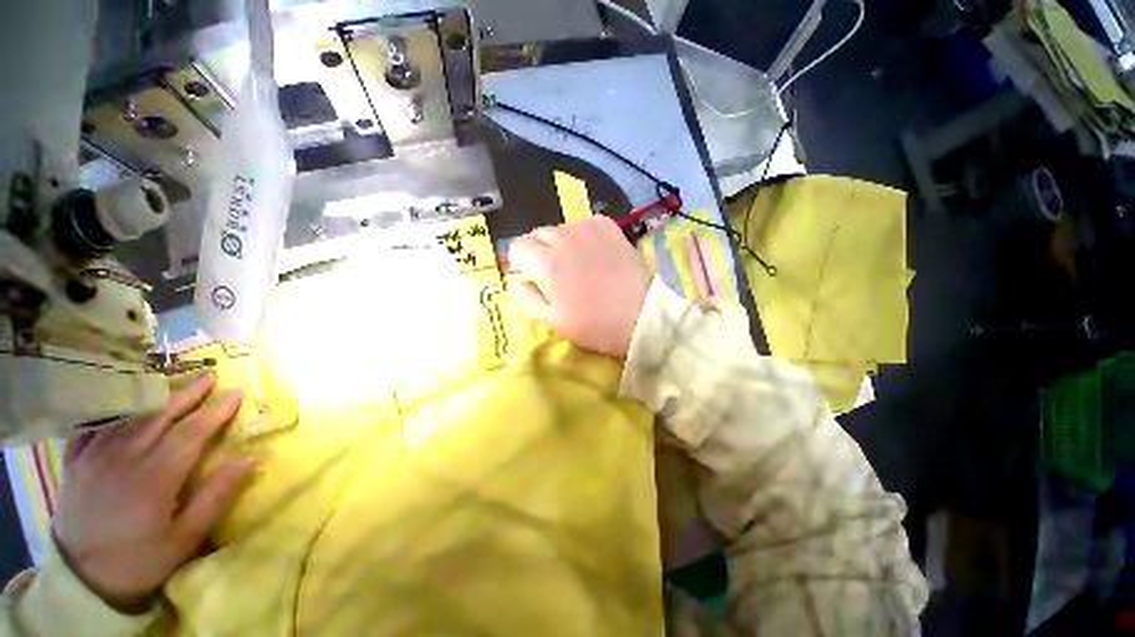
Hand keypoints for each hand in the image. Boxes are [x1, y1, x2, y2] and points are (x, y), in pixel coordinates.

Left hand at [54, 374, 255, 611]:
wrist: (83, 578)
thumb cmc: (140, 558)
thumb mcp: (185, 538)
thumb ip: (216, 497)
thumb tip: (249, 459)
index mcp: (156, 476)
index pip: (192, 432)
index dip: (216, 410)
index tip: (236, 393)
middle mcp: (125, 457)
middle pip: (160, 415)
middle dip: (188, 393)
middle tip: (210, 376)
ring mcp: (95, 456)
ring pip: (129, 415)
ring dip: (155, 396)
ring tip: (174, 383)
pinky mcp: (75, 460)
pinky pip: (94, 425)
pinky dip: (111, 409)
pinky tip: (123, 402)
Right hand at [510, 216, 652, 357]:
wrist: (641, 317)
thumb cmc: (594, 325)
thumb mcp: (552, 321)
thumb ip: (525, 297)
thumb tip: (514, 279)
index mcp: (547, 263)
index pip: (517, 247)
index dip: (520, 263)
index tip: (532, 277)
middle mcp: (563, 238)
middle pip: (537, 235)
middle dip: (539, 252)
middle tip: (556, 274)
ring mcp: (588, 228)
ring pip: (560, 229)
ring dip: (561, 244)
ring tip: (578, 265)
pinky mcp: (608, 226)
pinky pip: (583, 224)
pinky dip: (582, 236)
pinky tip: (594, 254)